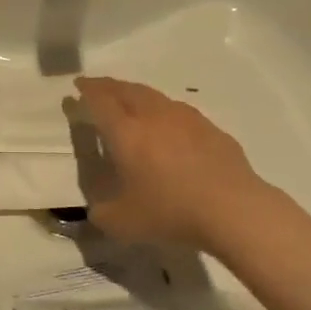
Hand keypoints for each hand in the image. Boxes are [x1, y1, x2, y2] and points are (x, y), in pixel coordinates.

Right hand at [75, 76, 270, 250]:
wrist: (232, 209)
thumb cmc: (170, 212)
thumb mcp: (121, 223)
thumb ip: (102, 212)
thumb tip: (98, 207)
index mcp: (126, 132)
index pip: (100, 101)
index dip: (87, 91)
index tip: (78, 86)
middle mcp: (153, 116)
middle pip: (127, 90)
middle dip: (108, 86)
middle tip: (98, 87)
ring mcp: (186, 119)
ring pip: (155, 97)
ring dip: (137, 94)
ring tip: (131, 101)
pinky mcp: (211, 129)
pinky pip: (179, 112)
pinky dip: (164, 111)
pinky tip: (169, 125)